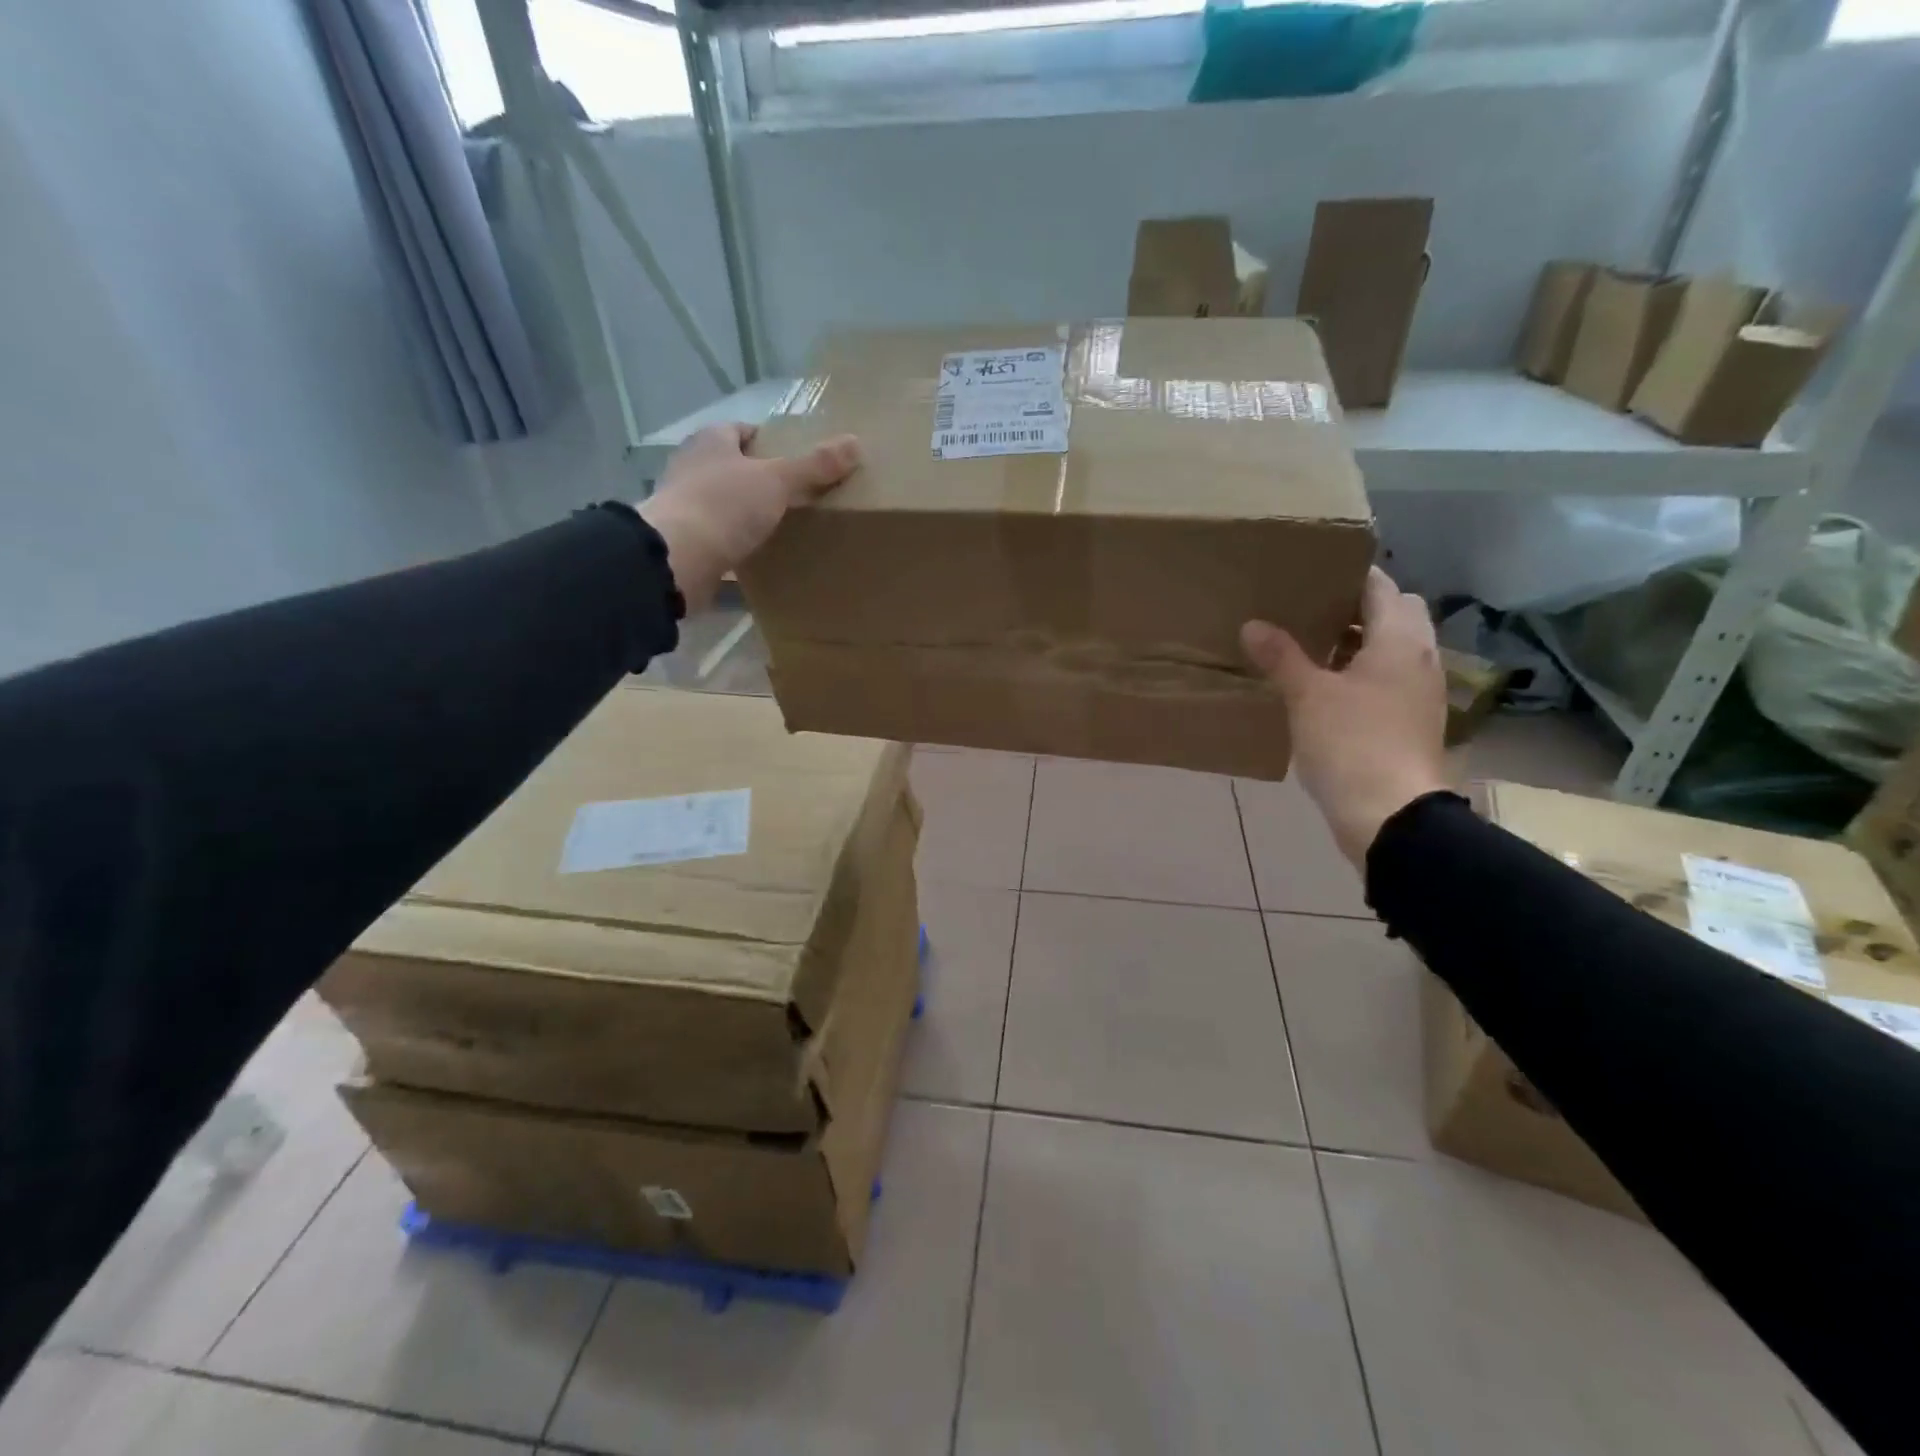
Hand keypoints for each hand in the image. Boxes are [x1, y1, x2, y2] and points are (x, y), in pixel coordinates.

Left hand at [637, 423, 859, 610]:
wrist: (676, 559)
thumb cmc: (724, 506)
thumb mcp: (777, 481)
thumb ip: (814, 466)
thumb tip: (855, 443)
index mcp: (711, 441)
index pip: (743, 430)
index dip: (770, 442)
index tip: (798, 460)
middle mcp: (693, 467)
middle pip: (734, 467)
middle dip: (762, 479)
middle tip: (799, 496)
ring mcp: (685, 505)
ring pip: (725, 502)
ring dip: (748, 513)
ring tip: (784, 527)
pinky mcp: (685, 541)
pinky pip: (718, 536)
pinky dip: (736, 543)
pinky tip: (759, 555)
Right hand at [1242, 567, 1448, 866]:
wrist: (1392, 815)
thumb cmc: (1352, 743)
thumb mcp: (1307, 696)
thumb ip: (1281, 656)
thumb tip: (1252, 625)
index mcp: (1400, 641)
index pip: (1382, 587)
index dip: (1351, 574)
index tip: (1315, 571)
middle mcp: (1420, 659)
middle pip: (1397, 614)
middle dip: (1359, 608)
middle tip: (1312, 611)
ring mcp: (1421, 694)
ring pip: (1394, 650)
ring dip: (1361, 643)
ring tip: (1313, 648)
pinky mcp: (1413, 723)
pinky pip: (1390, 681)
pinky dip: (1364, 674)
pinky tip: (1328, 690)